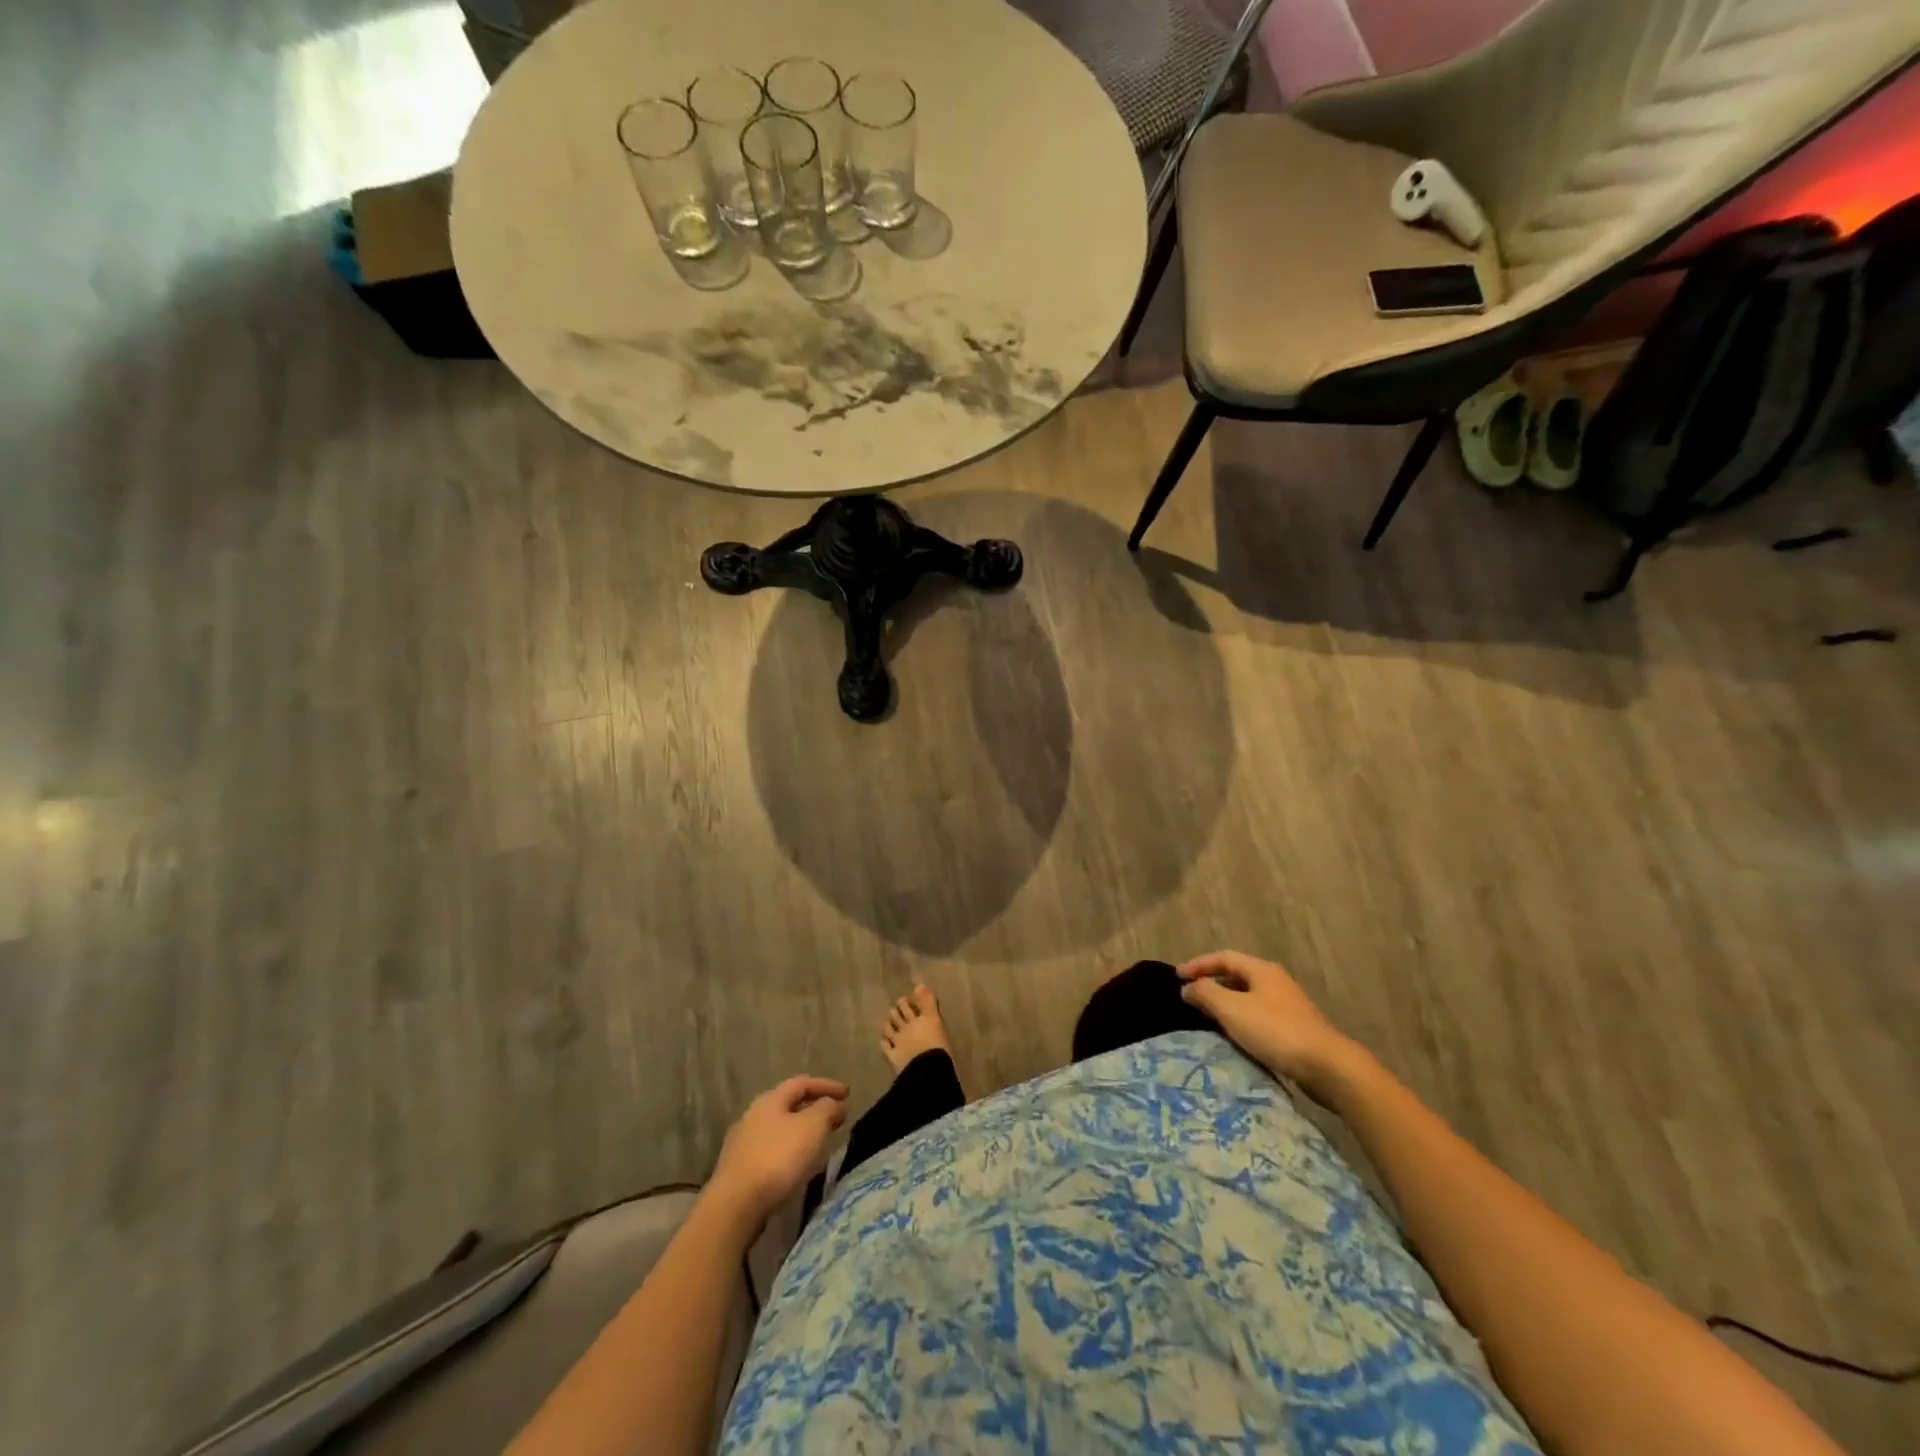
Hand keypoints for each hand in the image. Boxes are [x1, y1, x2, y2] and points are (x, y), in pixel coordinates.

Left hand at [710, 1076, 848, 1229]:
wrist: (735, 1206)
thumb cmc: (777, 1159)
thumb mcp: (812, 1128)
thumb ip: (827, 1110)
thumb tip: (835, 1104)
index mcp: (770, 1100)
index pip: (802, 1083)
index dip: (827, 1085)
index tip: (848, 1093)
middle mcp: (752, 1115)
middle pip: (787, 1104)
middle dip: (813, 1107)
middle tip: (834, 1116)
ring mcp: (741, 1143)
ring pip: (778, 1128)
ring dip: (799, 1130)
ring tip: (817, 1141)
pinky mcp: (737, 1169)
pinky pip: (769, 1150)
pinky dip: (787, 1150)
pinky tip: (794, 1164)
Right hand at [1178, 951, 1361, 1095]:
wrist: (1327, 1066)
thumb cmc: (1275, 1031)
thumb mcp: (1232, 1009)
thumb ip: (1205, 993)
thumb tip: (1187, 987)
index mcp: (1261, 970)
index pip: (1223, 957)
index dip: (1198, 964)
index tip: (1177, 976)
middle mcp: (1275, 981)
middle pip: (1236, 975)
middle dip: (1211, 983)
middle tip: (1190, 996)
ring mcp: (1287, 1005)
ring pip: (1248, 997)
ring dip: (1225, 1003)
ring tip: (1206, 1017)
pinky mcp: (1294, 1028)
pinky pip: (1258, 1015)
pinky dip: (1240, 1019)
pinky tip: (1234, 1035)